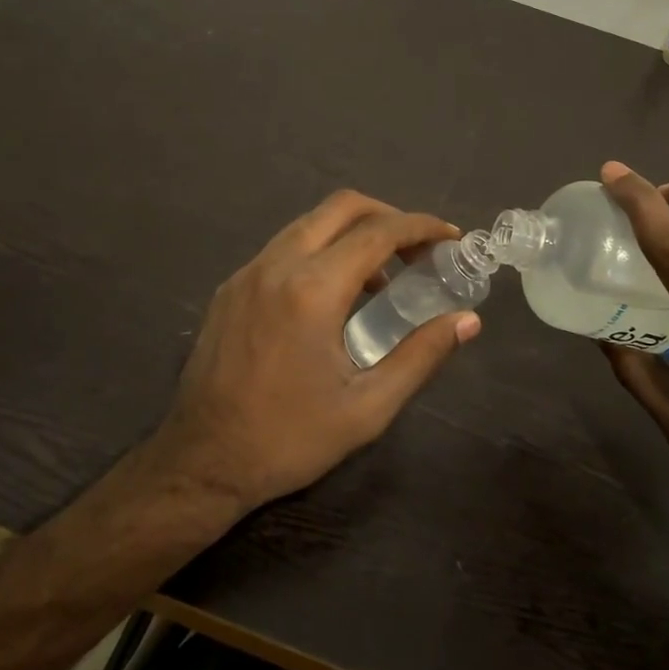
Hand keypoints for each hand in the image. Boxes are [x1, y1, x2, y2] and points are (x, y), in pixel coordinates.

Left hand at [148, 190, 481, 513]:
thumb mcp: (367, 408)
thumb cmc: (290, 438)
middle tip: (418, 247)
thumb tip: (467, 321)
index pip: (378, 232)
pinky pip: (283, 248)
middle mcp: (276, 265)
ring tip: (380, 276)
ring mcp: (246, 273)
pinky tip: (331, 295)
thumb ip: (421, 356)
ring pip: (308, 223)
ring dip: (351, 233)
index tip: (451, 237)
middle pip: (340, 207)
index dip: (421, 227)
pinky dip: (318, 250)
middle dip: (387, 216)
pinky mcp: (230, 288)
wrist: (201, 462)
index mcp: (312, 290)